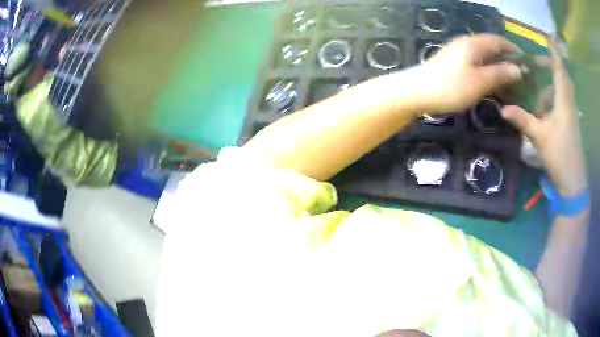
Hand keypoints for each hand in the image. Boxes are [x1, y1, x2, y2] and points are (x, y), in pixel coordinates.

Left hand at [418, 34, 522, 113]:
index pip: (498, 40)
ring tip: (510, 80)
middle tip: (521, 75)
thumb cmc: (450, 86)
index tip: (526, 62)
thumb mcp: (479, 81)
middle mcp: (466, 43)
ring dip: (497, 65)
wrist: (416, 92)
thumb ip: (499, 73)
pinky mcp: (453, 63)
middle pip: (491, 47)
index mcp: (473, 43)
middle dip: (507, 58)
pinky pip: (476, 63)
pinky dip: (487, 70)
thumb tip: (518, 69)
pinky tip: (492, 82)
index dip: (513, 49)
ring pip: (484, 56)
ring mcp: (458, 53)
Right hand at [501, 39, 587, 195]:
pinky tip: (542, 111)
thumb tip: (503, 109)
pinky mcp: (570, 123)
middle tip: (535, 63)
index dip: (554, 52)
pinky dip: (552, 100)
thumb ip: (523, 120)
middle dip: (550, 66)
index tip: (548, 37)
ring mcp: (571, 114)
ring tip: (535, 92)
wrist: (573, 182)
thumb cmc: (559, 156)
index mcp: (563, 101)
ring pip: (561, 90)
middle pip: (562, 76)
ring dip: (549, 86)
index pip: (559, 69)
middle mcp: (569, 103)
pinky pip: (562, 102)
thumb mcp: (540, 137)